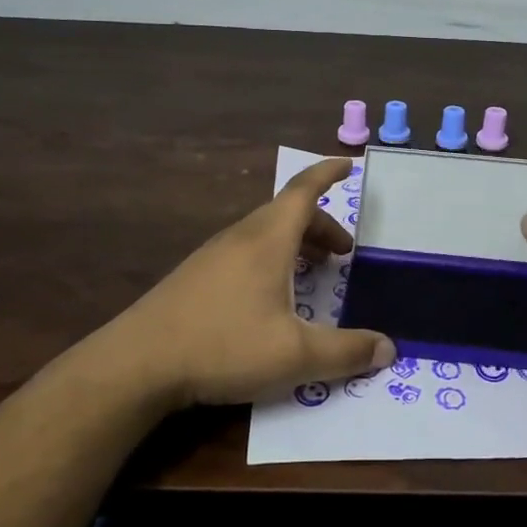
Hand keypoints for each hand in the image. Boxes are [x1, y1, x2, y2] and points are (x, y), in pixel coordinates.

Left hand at [111, 157, 394, 408]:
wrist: (138, 362)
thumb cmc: (223, 345)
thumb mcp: (294, 354)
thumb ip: (346, 352)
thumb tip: (389, 348)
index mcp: (268, 239)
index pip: (304, 190)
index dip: (328, 174)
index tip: (349, 164)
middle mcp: (241, 237)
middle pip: (288, 214)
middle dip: (322, 225)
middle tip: (344, 254)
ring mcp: (214, 255)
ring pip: (265, 234)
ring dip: (296, 244)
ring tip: (314, 274)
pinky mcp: (196, 277)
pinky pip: (246, 251)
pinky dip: (272, 259)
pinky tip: (271, 298)